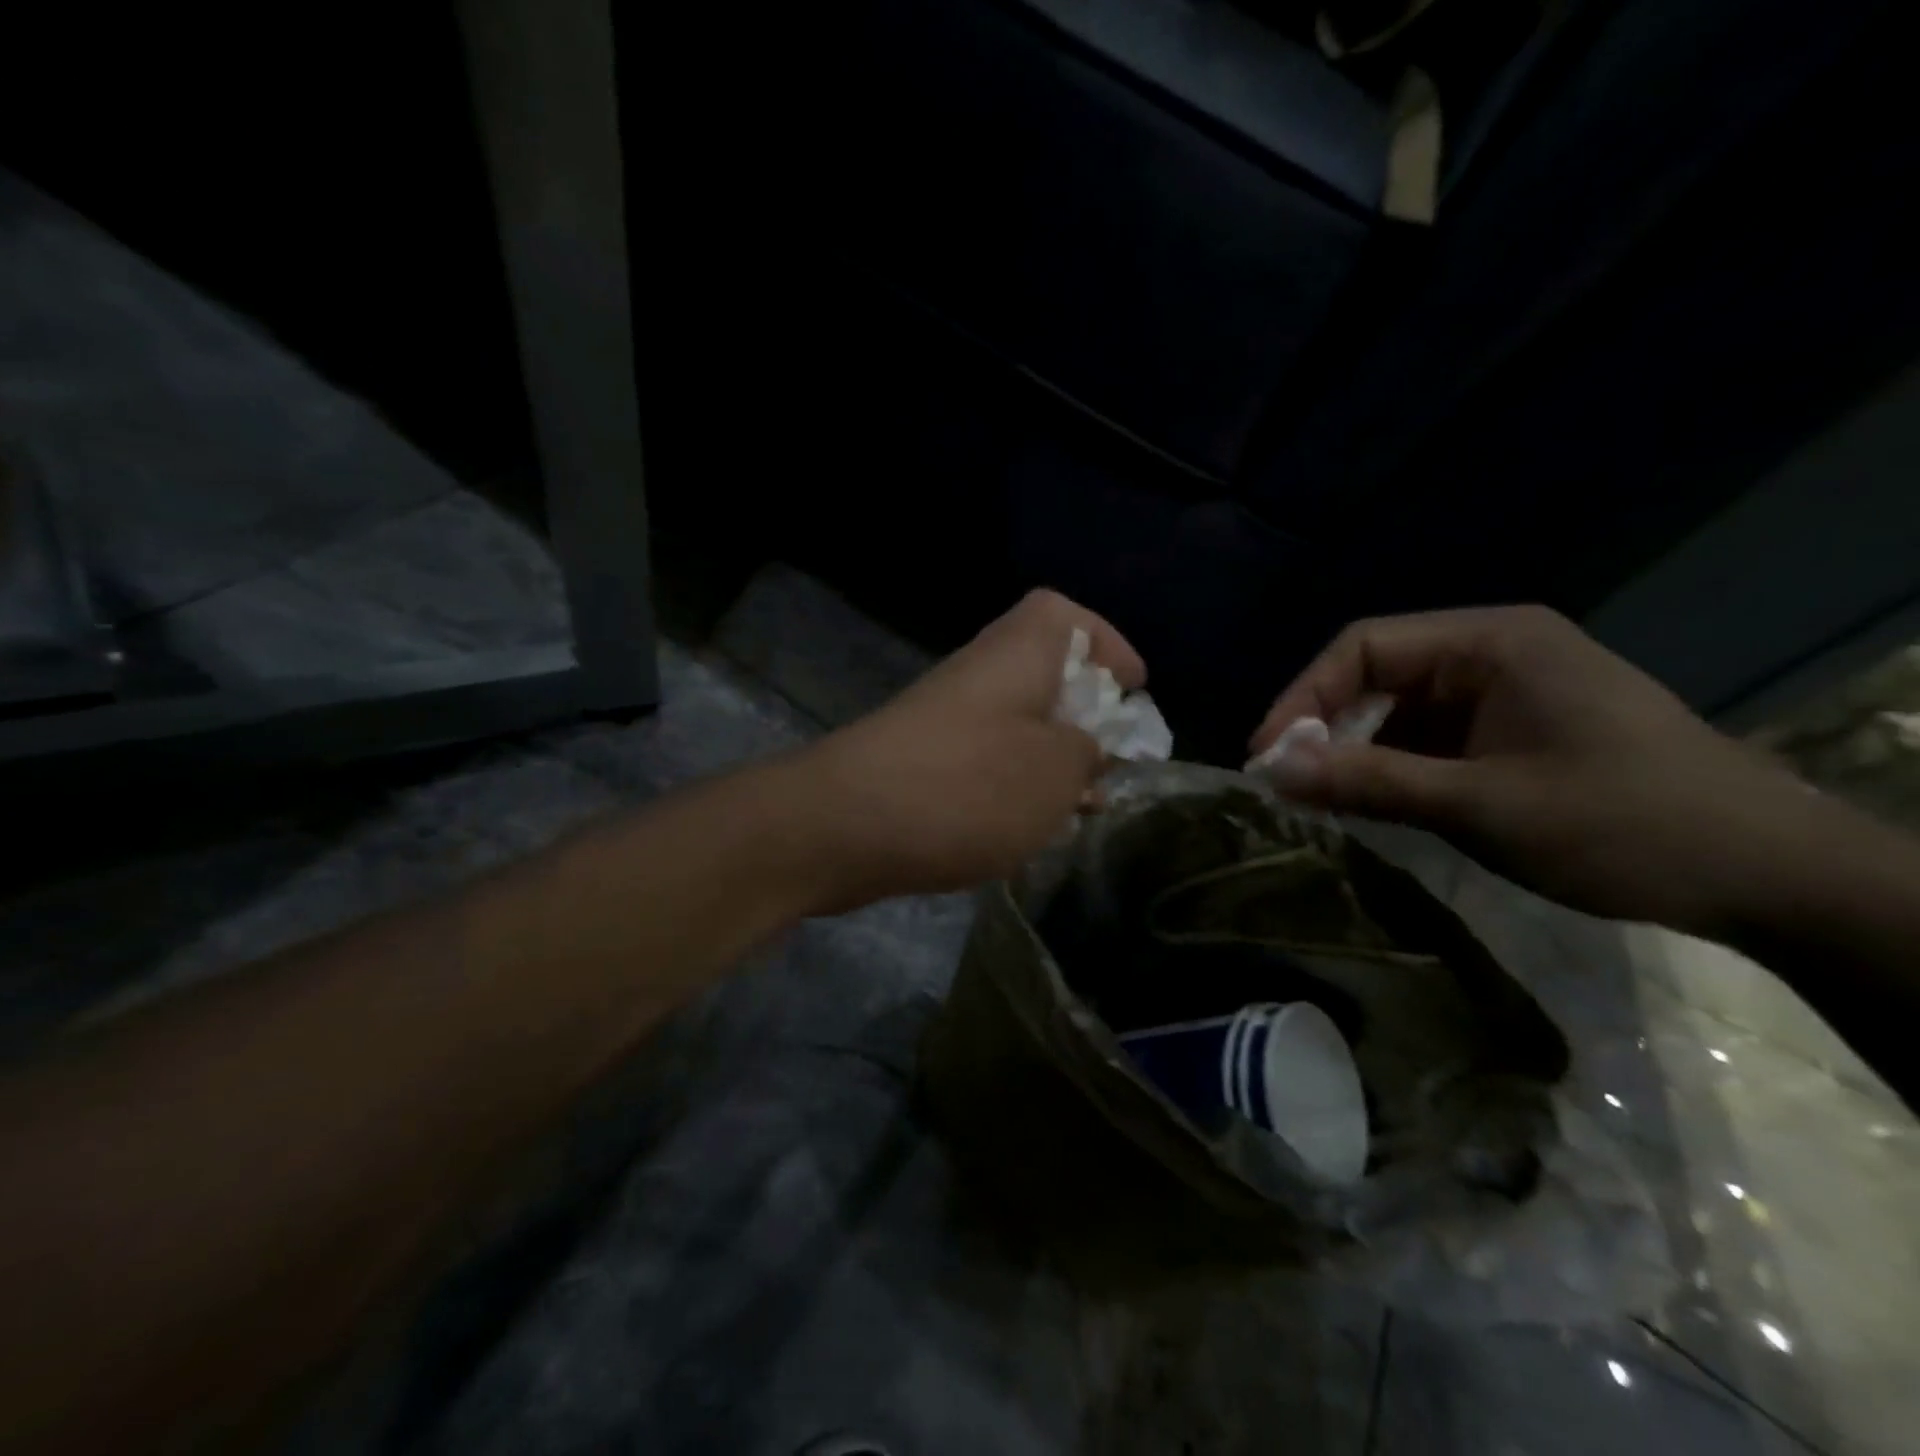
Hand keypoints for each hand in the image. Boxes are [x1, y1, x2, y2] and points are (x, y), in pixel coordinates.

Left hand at [794, 589, 1144, 908]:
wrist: (844, 825)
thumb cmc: (968, 786)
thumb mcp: (1056, 771)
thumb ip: (1087, 752)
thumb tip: (1088, 747)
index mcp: (1019, 652)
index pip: (1065, 617)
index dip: (1106, 644)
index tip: (1136, 689)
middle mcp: (980, 674)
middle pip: (1044, 674)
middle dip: (1086, 716)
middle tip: (1114, 761)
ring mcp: (946, 719)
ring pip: (1016, 726)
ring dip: (1052, 761)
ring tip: (1083, 807)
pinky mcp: (923, 763)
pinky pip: (985, 763)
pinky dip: (1015, 789)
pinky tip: (1029, 831)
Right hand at [1249, 606, 1818, 935]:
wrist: (1770, 876)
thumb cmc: (1622, 823)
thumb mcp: (1480, 805)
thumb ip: (1369, 782)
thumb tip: (1271, 772)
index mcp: (1491, 642)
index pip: (1364, 647)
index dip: (1302, 697)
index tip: (1265, 755)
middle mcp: (1493, 653)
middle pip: (1377, 675)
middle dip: (1325, 727)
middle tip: (1287, 783)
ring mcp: (1506, 693)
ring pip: (1399, 711)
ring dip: (1357, 752)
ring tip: (1325, 800)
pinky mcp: (1514, 731)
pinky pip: (1430, 738)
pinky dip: (1394, 768)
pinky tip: (1377, 804)